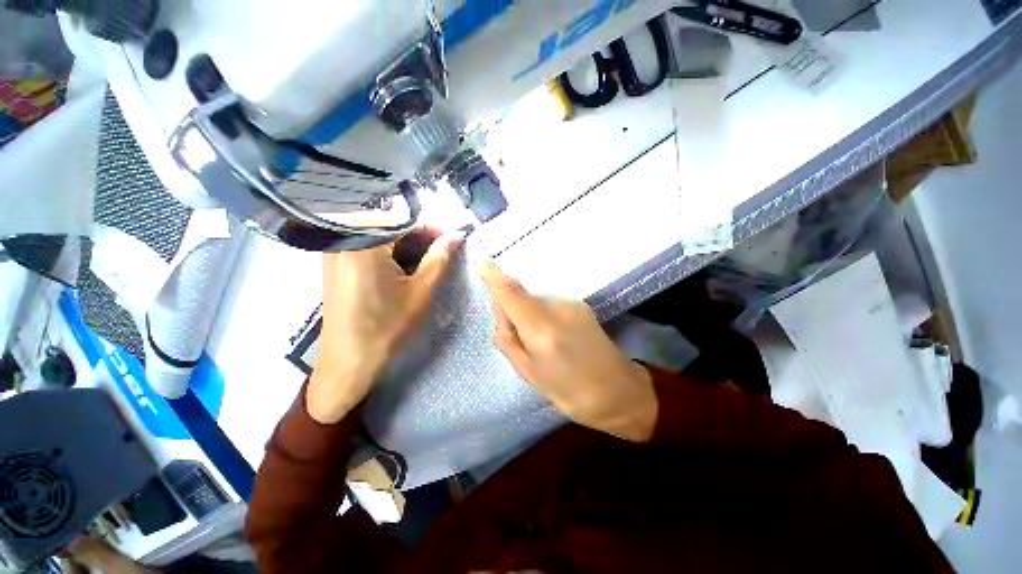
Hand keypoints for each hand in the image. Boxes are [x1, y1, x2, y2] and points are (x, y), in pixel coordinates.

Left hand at [308, 230, 462, 423]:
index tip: (454, 239)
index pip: (404, 221)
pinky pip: (367, 248)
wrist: (348, 362)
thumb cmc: (386, 327)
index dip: (433, 229)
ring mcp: (336, 252)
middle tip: (444, 252)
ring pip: (380, 237)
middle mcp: (344, 240)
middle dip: (420, 238)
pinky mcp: (335, 265)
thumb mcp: (420, 291)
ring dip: (407, 247)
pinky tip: (405, 270)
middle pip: (390, 227)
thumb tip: (457, 236)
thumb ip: (439, 258)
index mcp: (363, 243)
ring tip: (428, 263)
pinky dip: (390, 255)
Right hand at [479, 262, 657, 442]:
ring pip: (535, 299)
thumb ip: (507, 338)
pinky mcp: (580, 303)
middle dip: (512, 308)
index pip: (511, 294)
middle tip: (518, 338)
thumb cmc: (569, 391)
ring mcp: (572, 303)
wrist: (618, 390)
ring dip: (529, 312)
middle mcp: (558, 308)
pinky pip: (550, 302)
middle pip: (522, 296)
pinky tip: (556, 334)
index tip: (481, 263)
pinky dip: (543, 313)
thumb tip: (499, 309)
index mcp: (541, 330)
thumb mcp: (528, 372)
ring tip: (543, 341)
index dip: (494, 277)